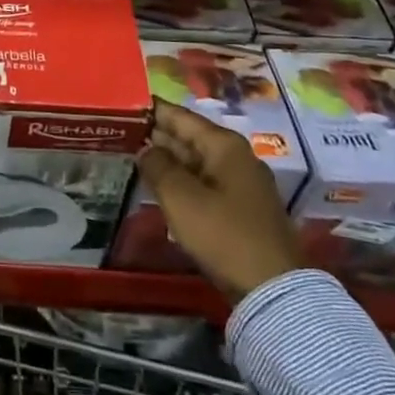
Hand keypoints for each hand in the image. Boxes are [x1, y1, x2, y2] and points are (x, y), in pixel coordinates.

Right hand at [140, 101, 301, 301]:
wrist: (273, 290)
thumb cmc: (223, 235)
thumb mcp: (181, 198)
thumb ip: (158, 166)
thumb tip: (146, 149)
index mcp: (224, 145)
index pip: (180, 116)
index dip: (151, 110)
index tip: (123, 104)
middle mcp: (236, 157)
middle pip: (189, 137)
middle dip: (157, 136)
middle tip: (121, 133)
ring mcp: (242, 184)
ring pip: (196, 162)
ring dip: (168, 161)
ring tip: (133, 158)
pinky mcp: (242, 210)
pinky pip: (205, 184)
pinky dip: (182, 182)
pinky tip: (161, 189)